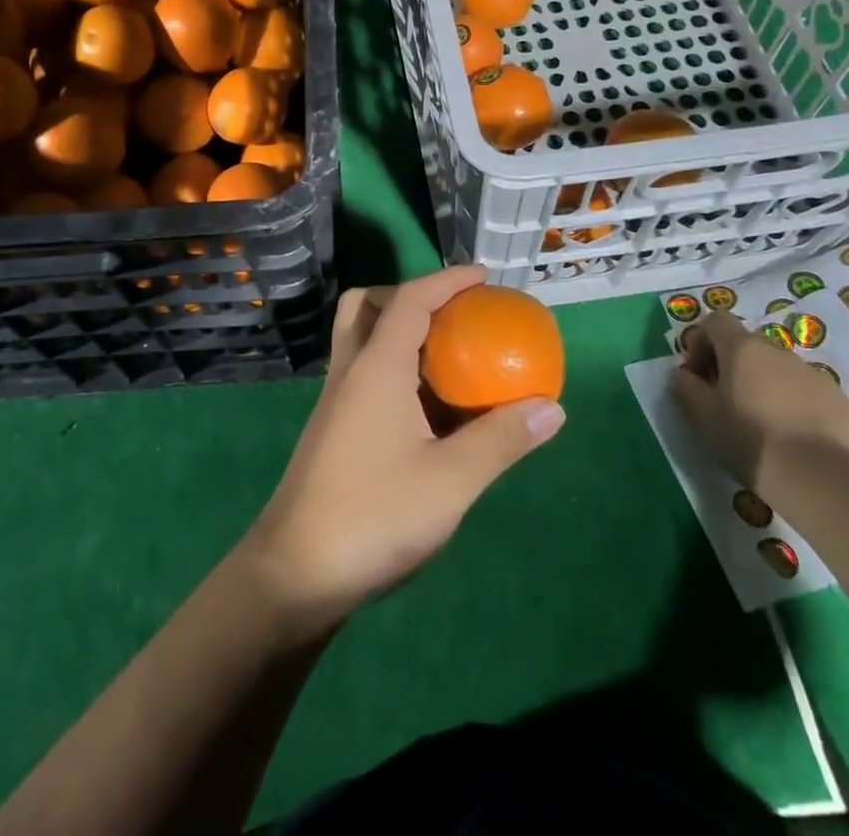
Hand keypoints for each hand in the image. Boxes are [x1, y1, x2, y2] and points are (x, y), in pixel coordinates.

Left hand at [238, 265, 565, 626]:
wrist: (297, 571)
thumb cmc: (375, 516)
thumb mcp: (452, 481)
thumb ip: (502, 439)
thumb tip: (552, 407)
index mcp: (376, 367)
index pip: (410, 300)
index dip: (447, 280)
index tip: (482, 276)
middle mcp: (350, 371)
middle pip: (368, 306)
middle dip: (409, 296)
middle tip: (451, 316)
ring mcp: (335, 400)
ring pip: (359, 339)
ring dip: (398, 331)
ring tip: (445, 358)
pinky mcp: (332, 428)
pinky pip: (362, 373)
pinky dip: (392, 367)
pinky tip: (424, 409)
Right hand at [669, 309, 848, 502]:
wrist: (823, 480)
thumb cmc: (750, 439)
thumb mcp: (701, 416)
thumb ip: (685, 387)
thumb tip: (683, 375)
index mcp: (744, 349)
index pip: (716, 321)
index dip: (701, 342)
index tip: (697, 376)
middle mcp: (781, 353)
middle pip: (749, 348)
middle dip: (733, 369)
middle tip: (726, 404)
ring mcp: (817, 377)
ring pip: (781, 373)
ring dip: (766, 389)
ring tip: (764, 428)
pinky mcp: (843, 405)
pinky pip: (810, 397)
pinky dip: (797, 410)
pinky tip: (795, 443)